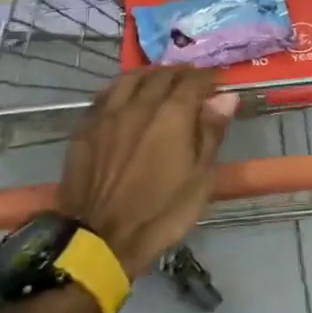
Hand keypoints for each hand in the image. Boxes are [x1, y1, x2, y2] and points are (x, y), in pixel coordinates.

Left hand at [56, 68, 238, 278]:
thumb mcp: (200, 178)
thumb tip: (226, 96)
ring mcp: (108, 114)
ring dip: (149, 76)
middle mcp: (139, 104)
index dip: (208, 78)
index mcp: (172, 114)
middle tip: (191, 82)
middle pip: (161, 75)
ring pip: (129, 78)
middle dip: (180, 74)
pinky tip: (125, 99)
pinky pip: (106, 96)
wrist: (100, 239)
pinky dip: (121, 90)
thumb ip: (211, 132)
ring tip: (158, 82)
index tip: (216, 82)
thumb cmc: (162, 212)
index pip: (193, 81)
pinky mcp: (85, 128)